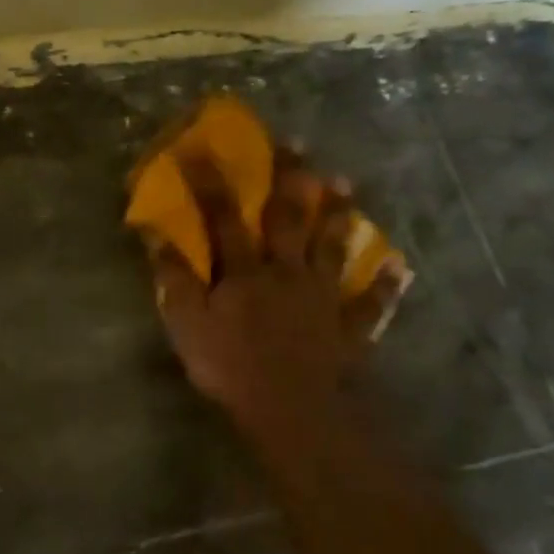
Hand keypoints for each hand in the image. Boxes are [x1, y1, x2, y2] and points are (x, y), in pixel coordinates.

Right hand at [154, 156, 356, 442]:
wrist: (292, 409)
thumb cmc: (231, 367)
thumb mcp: (187, 325)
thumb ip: (174, 280)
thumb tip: (156, 237)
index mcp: (245, 271)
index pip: (225, 218)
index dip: (213, 184)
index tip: (203, 149)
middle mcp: (287, 272)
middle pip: (288, 219)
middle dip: (289, 179)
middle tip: (297, 144)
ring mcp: (322, 297)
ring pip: (332, 248)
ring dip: (338, 216)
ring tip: (346, 185)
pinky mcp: (348, 327)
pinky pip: (369, 302)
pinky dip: (384, 286)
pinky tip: (397, 267)